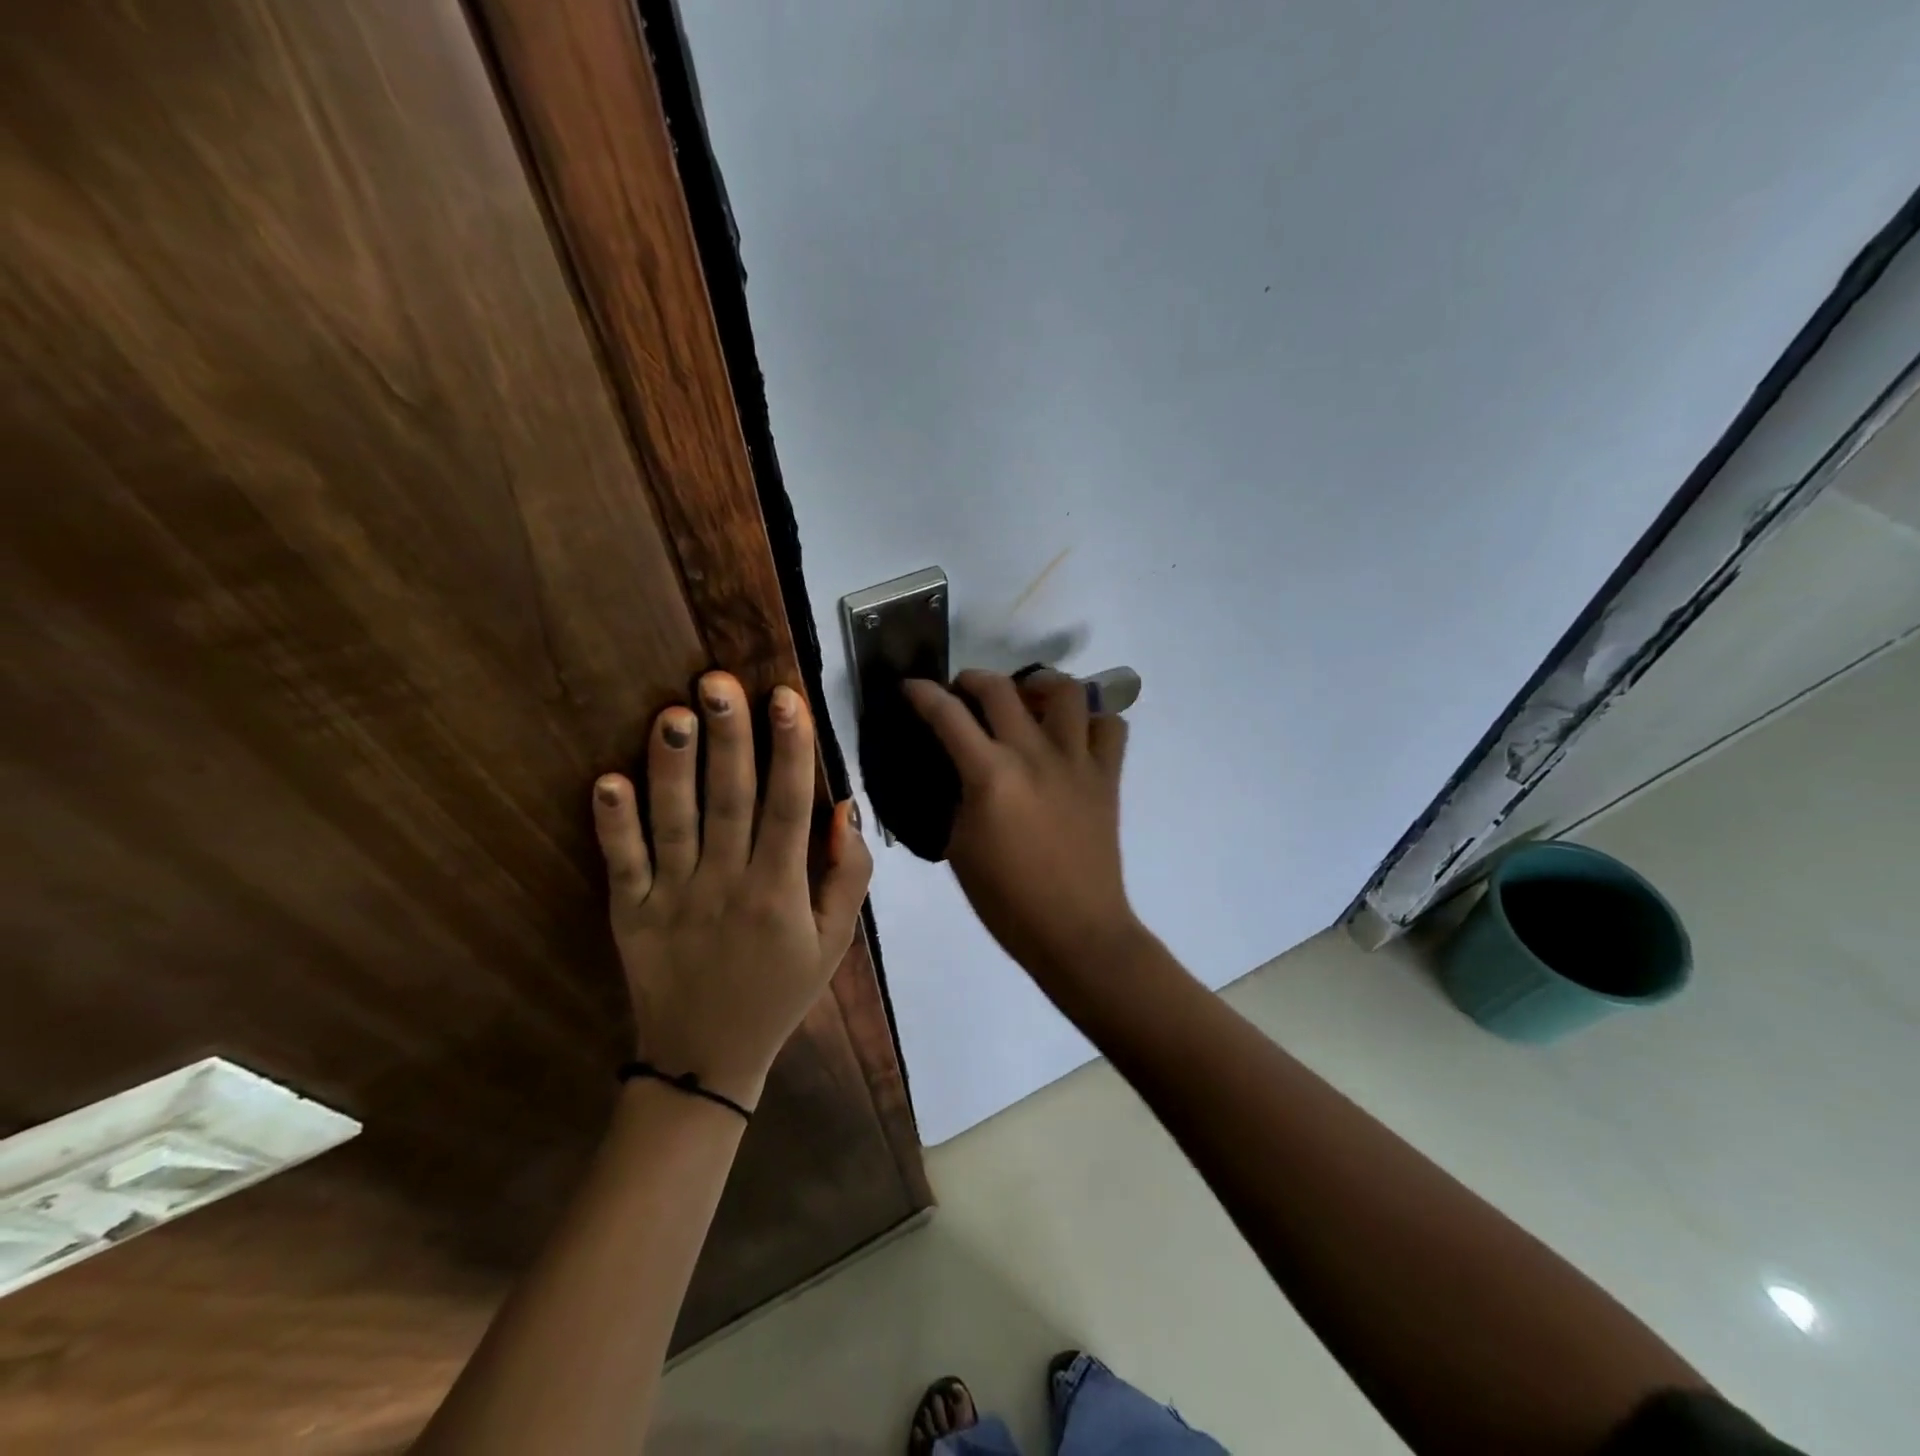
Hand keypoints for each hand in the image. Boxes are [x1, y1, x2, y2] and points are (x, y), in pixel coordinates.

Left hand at [590, 672, 872, 1109]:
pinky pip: (622, 863)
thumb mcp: (835, 942)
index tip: (786, 698)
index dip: (790, 750)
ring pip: (674, 822)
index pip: (789, 806)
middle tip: (720, 681)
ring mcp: (672, 898)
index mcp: (780, 891)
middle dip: (729, 738)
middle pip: (730, 801)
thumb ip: (847, 874)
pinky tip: (607, 781)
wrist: (706, 1060)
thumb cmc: (780, 991)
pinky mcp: (630, 913)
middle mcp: (727, 886)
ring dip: (672, 766)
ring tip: (672, 712)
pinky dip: (613, 824)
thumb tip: (845, 806)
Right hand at [903, 670, 1142, 983]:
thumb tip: (959, 767)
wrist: (1074, 930)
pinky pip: (1109, 726)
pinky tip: (1072, 732)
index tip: (911, 687)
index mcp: (990, 776)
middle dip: (972, 679)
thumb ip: (958, 795)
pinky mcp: (1108, 776)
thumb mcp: (959, 845)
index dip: (922, 694)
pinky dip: (1091, 719)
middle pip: (1001, 689)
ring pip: (1066, 690)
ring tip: (1026, 698)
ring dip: (1039, 684)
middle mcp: (1034, 755)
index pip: (947, 715)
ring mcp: (1077, 761)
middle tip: (963, 692)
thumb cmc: (1006, 899)